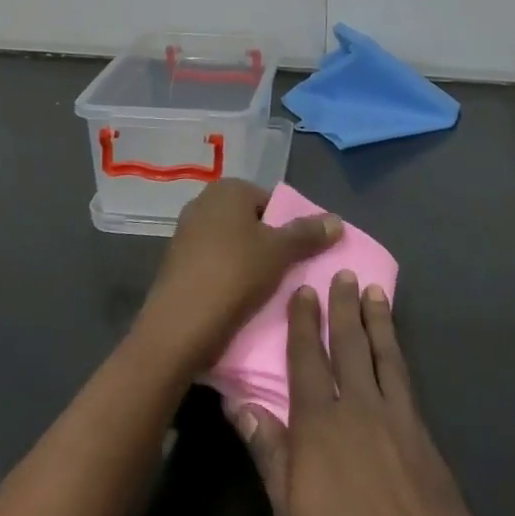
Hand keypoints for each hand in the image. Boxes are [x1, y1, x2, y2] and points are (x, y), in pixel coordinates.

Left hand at [134, 178, 341, 371]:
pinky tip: (240, 300)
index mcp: (228, 189)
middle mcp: (203, 202)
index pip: (271, 202)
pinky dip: (229, 276)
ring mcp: (186, 232)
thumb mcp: (279, 252)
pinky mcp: (177, 262)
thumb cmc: (234, 275)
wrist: (179, 326)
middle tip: (288, 274)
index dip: (289, 228)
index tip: (300, 257)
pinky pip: (214, 263)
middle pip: (251, 222)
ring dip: (250, 263)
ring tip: (267, 292)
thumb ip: (308, 233)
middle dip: (269, 245)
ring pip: (233, 244)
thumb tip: (336, 219)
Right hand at [232, 277, 514, 515]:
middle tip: (344, 272)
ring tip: (375, 292)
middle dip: (344, 308)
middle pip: (349, 347)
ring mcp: (398, 422)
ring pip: (384, 356)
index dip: (304, 323)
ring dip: (377, 321)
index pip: (307, 361)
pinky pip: (407, 381)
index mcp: (319, 428)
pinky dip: (399, 355)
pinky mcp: (426, 440)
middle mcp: (359, 410)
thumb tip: (239, 404)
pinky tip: (398, 352)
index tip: (304, 290)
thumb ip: (270, 457)